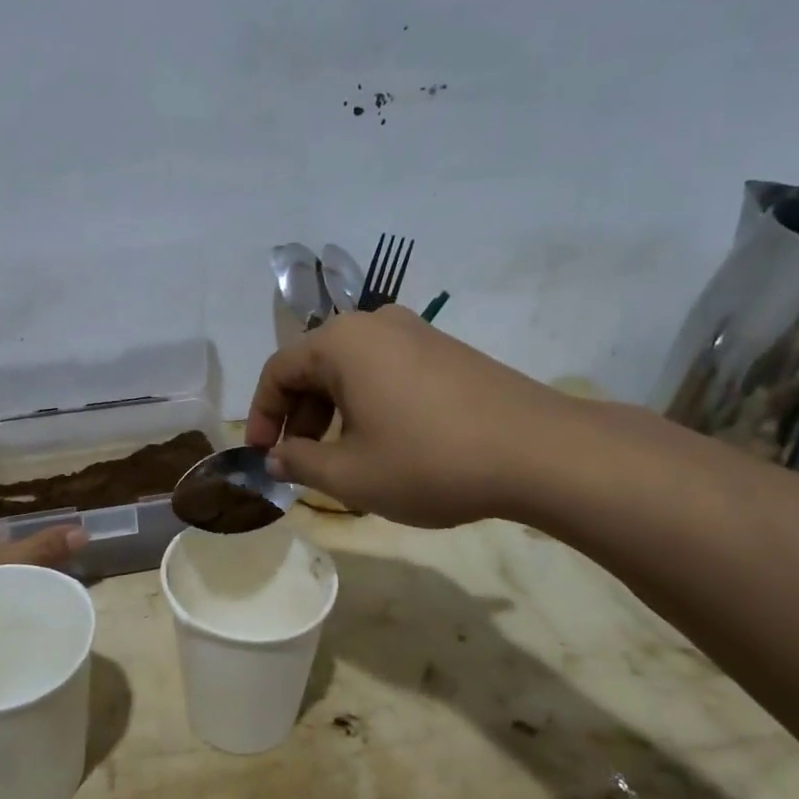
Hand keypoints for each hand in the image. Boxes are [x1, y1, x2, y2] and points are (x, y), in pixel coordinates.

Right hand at [246, 306, 581, 527]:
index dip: (261, 417)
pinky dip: (368, 405)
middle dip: (299, 418)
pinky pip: (386, 372)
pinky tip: (383, 443)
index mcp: (341, 341)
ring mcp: (416, 332)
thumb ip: (300, 463)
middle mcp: (375, 324)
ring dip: (333, 414)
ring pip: (351, 371)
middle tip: (300, 463)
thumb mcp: (350, 474)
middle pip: (314, 367)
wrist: (537, 451)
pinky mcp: (445, 350)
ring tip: (341, 460)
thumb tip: (276, 457)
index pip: (277, 371)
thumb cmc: (429, 461)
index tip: (262, 457)